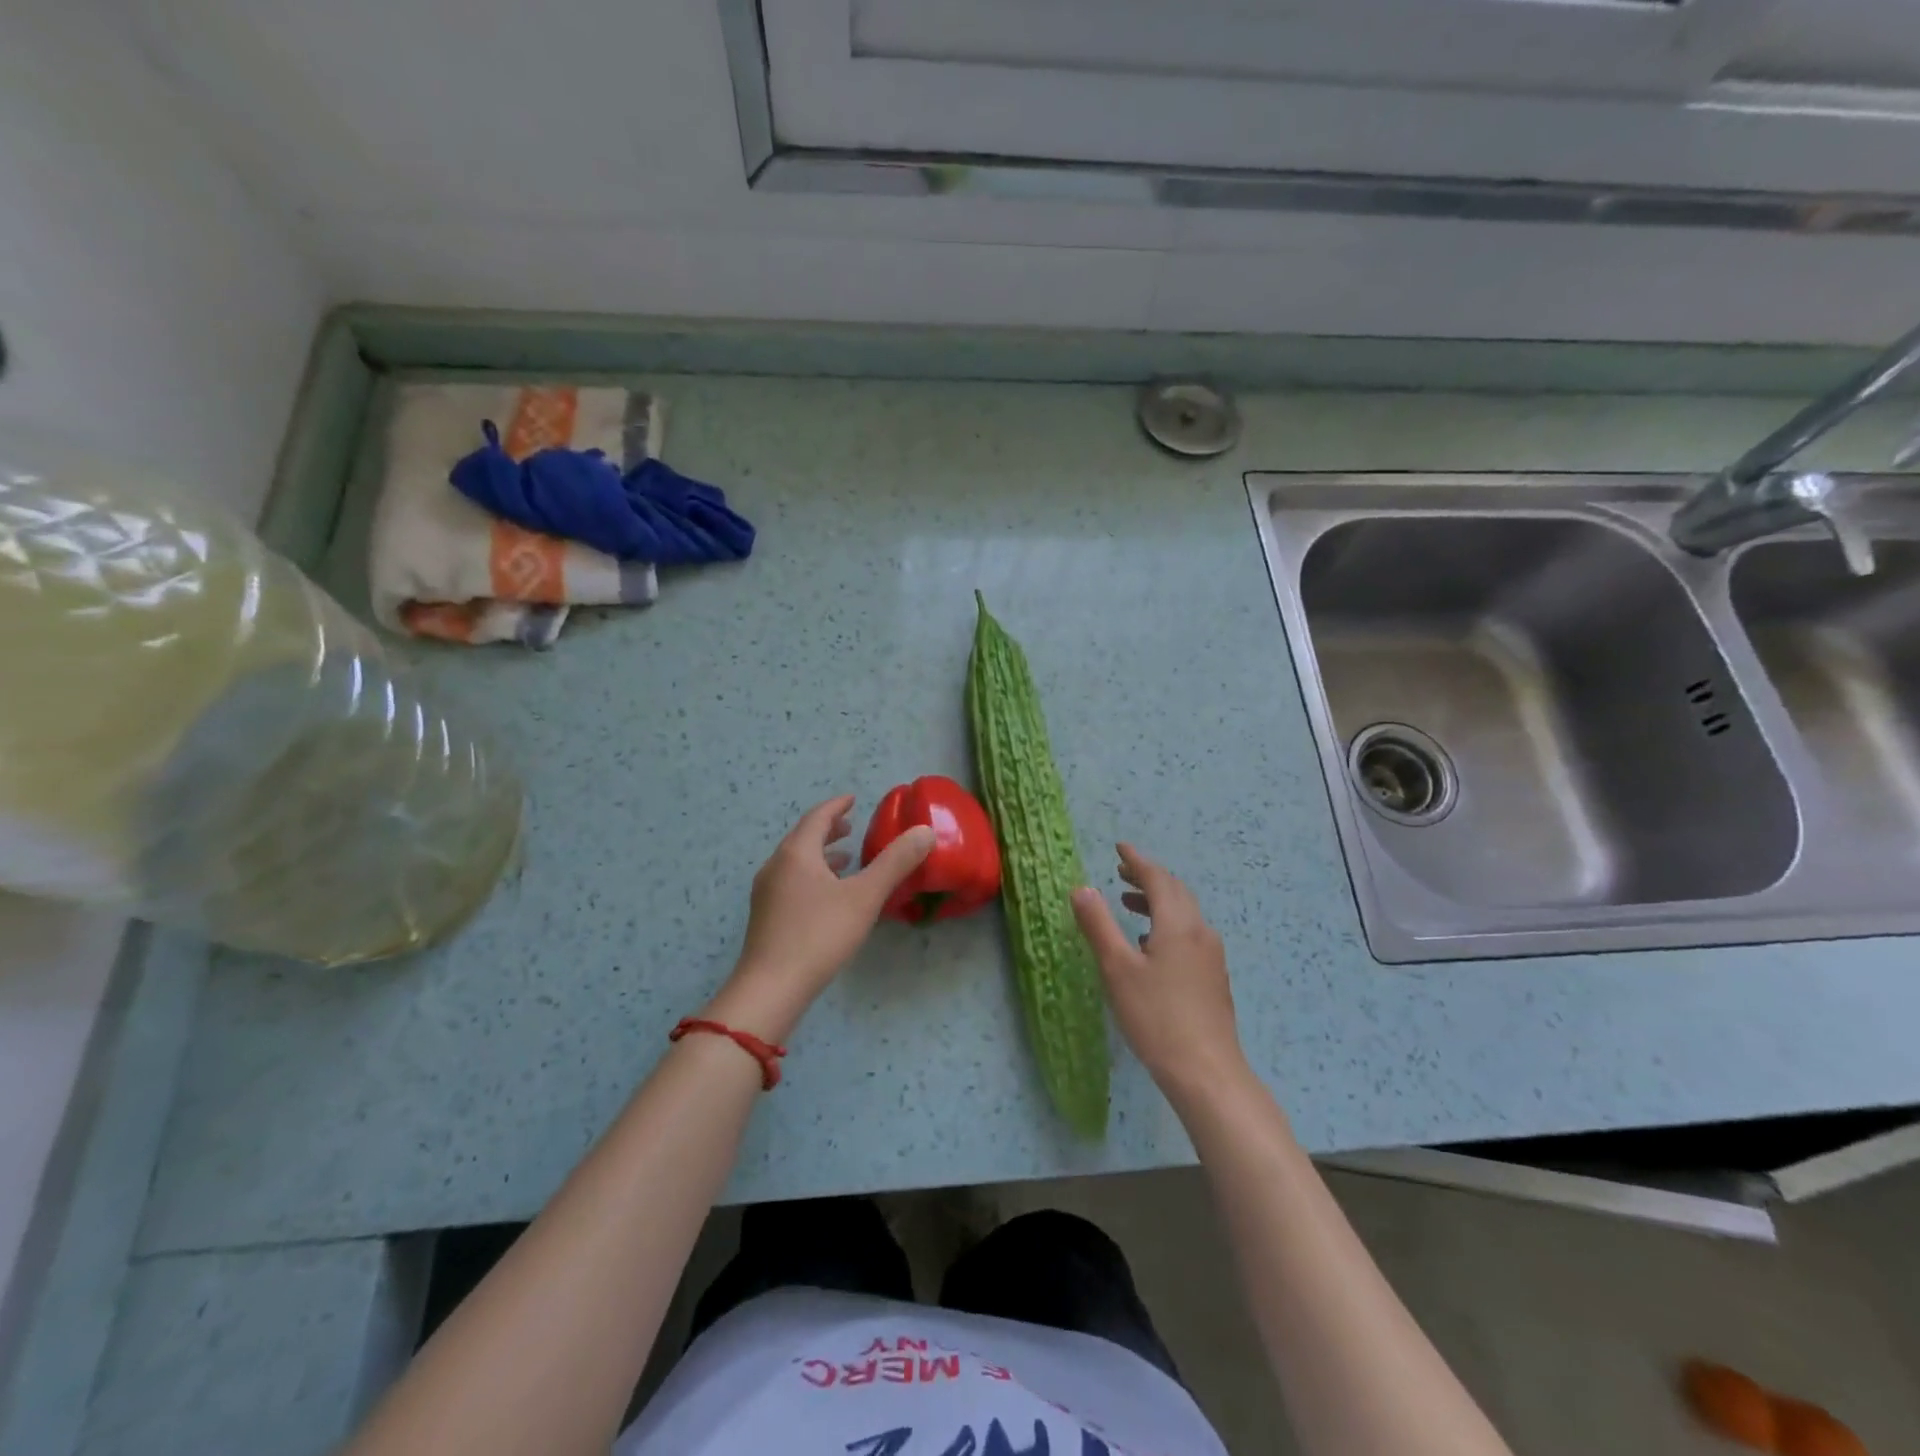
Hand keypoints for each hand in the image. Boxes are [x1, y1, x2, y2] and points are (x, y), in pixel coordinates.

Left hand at [710, 795, 935, 1038]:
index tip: (853, 800)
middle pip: (803, 838)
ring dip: (820, 856)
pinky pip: (791, 882)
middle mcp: (776, 866)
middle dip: (828, 830)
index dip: (836, 806)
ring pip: (796, 862)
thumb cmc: (819, 935)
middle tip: (851, 827)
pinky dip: (812, 876)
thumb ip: (895, 862)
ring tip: (846, 860)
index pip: (817, 817)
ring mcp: (766, 893)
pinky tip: (828, 898)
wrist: (770, 988)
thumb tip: (924, 831)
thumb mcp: (865, 896)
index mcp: (796, 853)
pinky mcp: (765, 917)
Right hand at [1072, 843, 1247, 1103]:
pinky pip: (1190, 934)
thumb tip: (1083, 888)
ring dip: (1158, 902)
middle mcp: (1200, 932)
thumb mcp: (1117, 968)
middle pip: (1175, 892)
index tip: (1120, 848)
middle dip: (1149, 878)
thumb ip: (1098, 925)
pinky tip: (1151, 946)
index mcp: (1178, 924)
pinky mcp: (1213, 978)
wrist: (1206, 1071)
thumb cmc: (1156, 1016)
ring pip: (1184, 914)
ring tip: (1130, 905)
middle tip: (1122, 872)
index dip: (1137, 861)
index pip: (1157, 879)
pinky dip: (1168, 924)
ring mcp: (1211, 956)